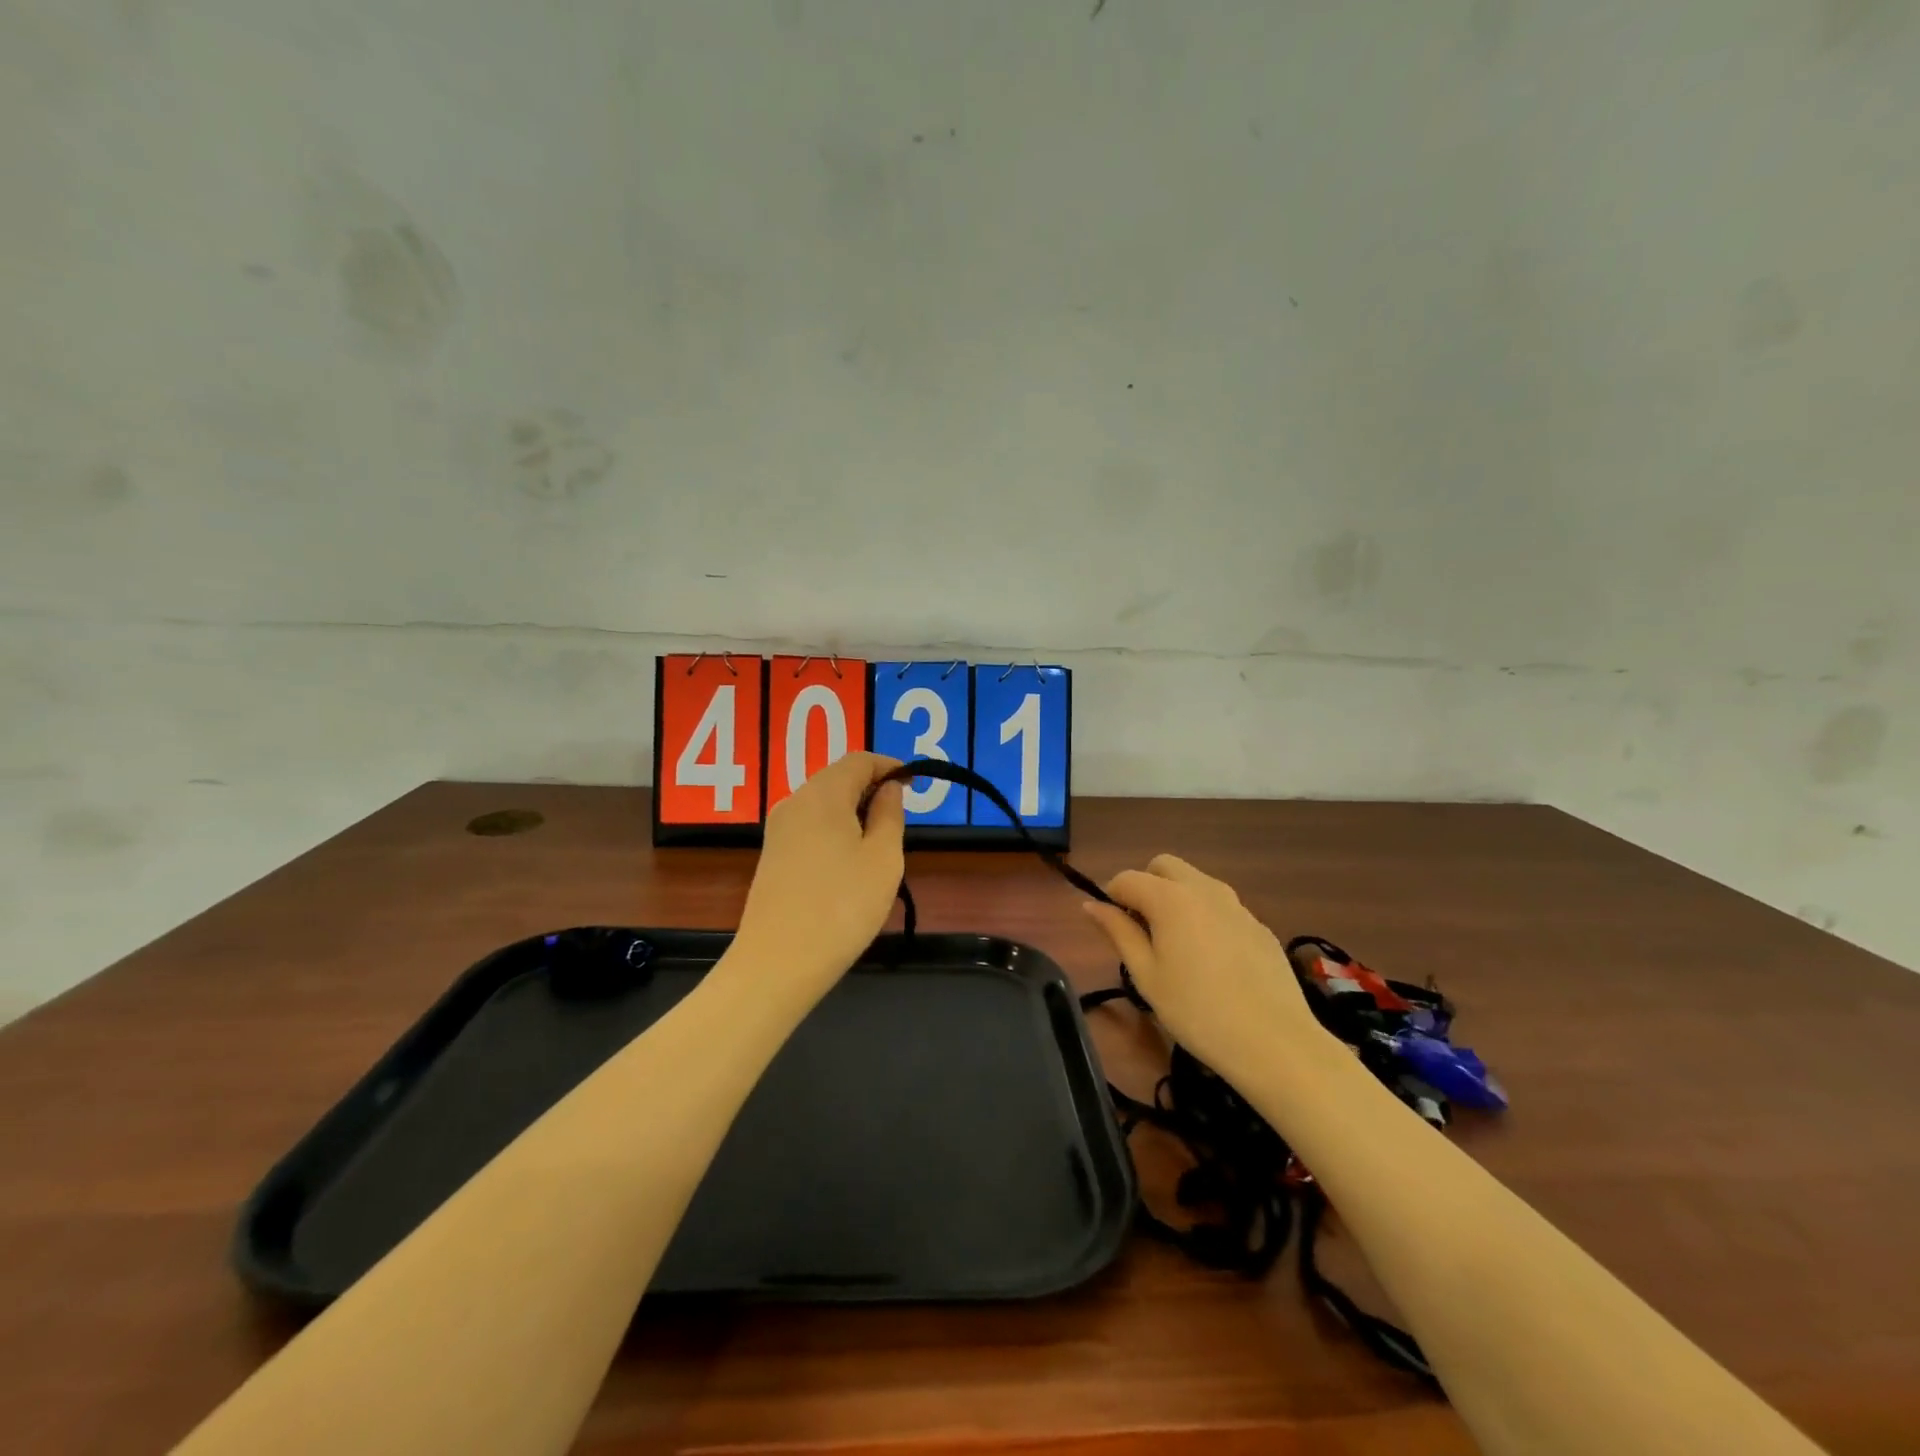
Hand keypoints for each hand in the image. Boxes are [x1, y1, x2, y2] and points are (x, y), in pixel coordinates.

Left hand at [732, 751, 905, 1001]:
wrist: (777, 964)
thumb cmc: (842, 907)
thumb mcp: (883, 859)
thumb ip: (890, 815)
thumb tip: (888, 789)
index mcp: (822, 795)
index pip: (858, 760)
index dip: (889, 765)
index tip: (915, 783)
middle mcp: (794, 802)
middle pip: (837, 778)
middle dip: (872, 789)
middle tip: (900, 817)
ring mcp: (778, 831)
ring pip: (823, 804)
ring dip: (854, 812)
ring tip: (880, 844)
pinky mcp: (772, 857)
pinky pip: (810, 827)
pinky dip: (835, 831)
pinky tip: (849, 864)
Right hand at [1082, 854, 1329, 1081]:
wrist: (1274, 1041)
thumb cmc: (1196, 1011)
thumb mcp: (1146, 975)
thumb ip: (1118, 932)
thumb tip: (1091, 905)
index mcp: (1170, 898)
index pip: (1127, 878)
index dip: (1112, 897)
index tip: (1112, 928)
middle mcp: (1204, 889)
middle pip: (1164, 866)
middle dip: (1146, 885)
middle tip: (1143, 929)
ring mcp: (1236, 904)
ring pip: (1195, 882)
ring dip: (1176, 898)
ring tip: (1176, 946)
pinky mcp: (1259, 925)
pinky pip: (1221, 906)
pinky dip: (1205, 917)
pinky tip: (1212, 962)